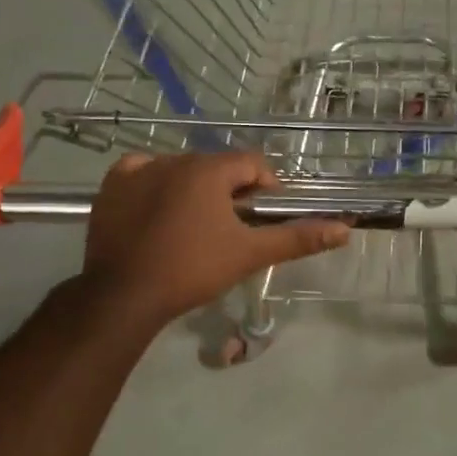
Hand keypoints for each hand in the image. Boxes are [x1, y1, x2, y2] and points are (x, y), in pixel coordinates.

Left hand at [80, 152, 349, 328]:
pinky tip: (158, 210)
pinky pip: (141, 173)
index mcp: (209, 170)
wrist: (125, 296)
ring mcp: (138, 171)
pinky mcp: (112, 187)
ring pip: (181, 170)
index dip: (265, 187)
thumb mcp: (250, 254)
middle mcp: (174, 160)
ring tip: (195, 227)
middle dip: (230, 190)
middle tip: (231, 228)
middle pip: (216, 166)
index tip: (263, 216)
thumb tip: (344, 230)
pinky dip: (154, 185)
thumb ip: (297, 237)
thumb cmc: (193, 270)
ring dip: (195, 189)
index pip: (251, 163)